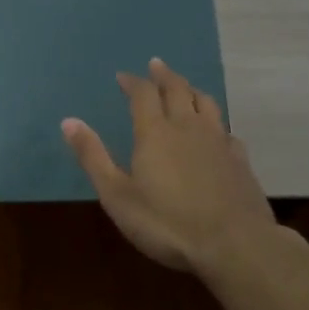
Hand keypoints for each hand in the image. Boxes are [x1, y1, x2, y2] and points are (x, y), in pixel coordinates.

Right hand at [61, 58, 275, 274]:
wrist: (234, 244)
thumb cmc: (167, 223)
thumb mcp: (117, 195)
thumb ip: (93, 157)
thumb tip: (68, 121)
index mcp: (155, 132)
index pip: (142, 94)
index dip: (132, 82)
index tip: (123, 76)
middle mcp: (187, 127)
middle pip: (177, 90)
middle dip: (164, 76)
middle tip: (156, 65)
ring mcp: (218, 141)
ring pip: (205, 103)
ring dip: (191, 90)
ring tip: (185, 87)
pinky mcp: (240, 160)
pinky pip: (227, 131)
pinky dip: (217, 123)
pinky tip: (218, 132)